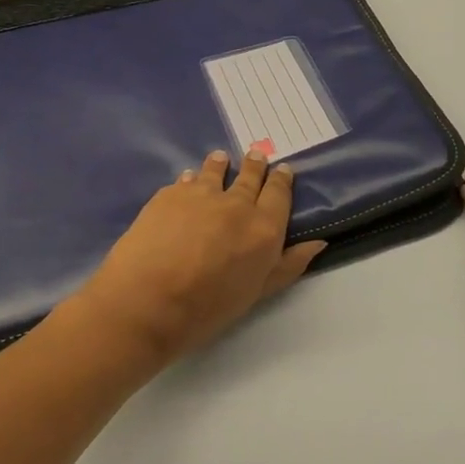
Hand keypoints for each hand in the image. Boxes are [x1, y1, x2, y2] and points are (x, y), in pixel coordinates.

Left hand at [77, 149, 325, 366]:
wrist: (146, 303)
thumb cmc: (207, 308)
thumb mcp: (257, 292)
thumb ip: (288, 265)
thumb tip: (318, 243)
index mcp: (264, 227)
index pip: (279, 193)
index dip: (282, 179)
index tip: (282, 169)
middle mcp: (237, 203)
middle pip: (250, 176)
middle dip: (255, 165)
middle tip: (255, 155)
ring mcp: (201, 194)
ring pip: (215, 170)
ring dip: (220, 164)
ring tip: (220, 158)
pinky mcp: (169, 195)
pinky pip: (185, 181)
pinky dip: (190, 179)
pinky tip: (187, 180)